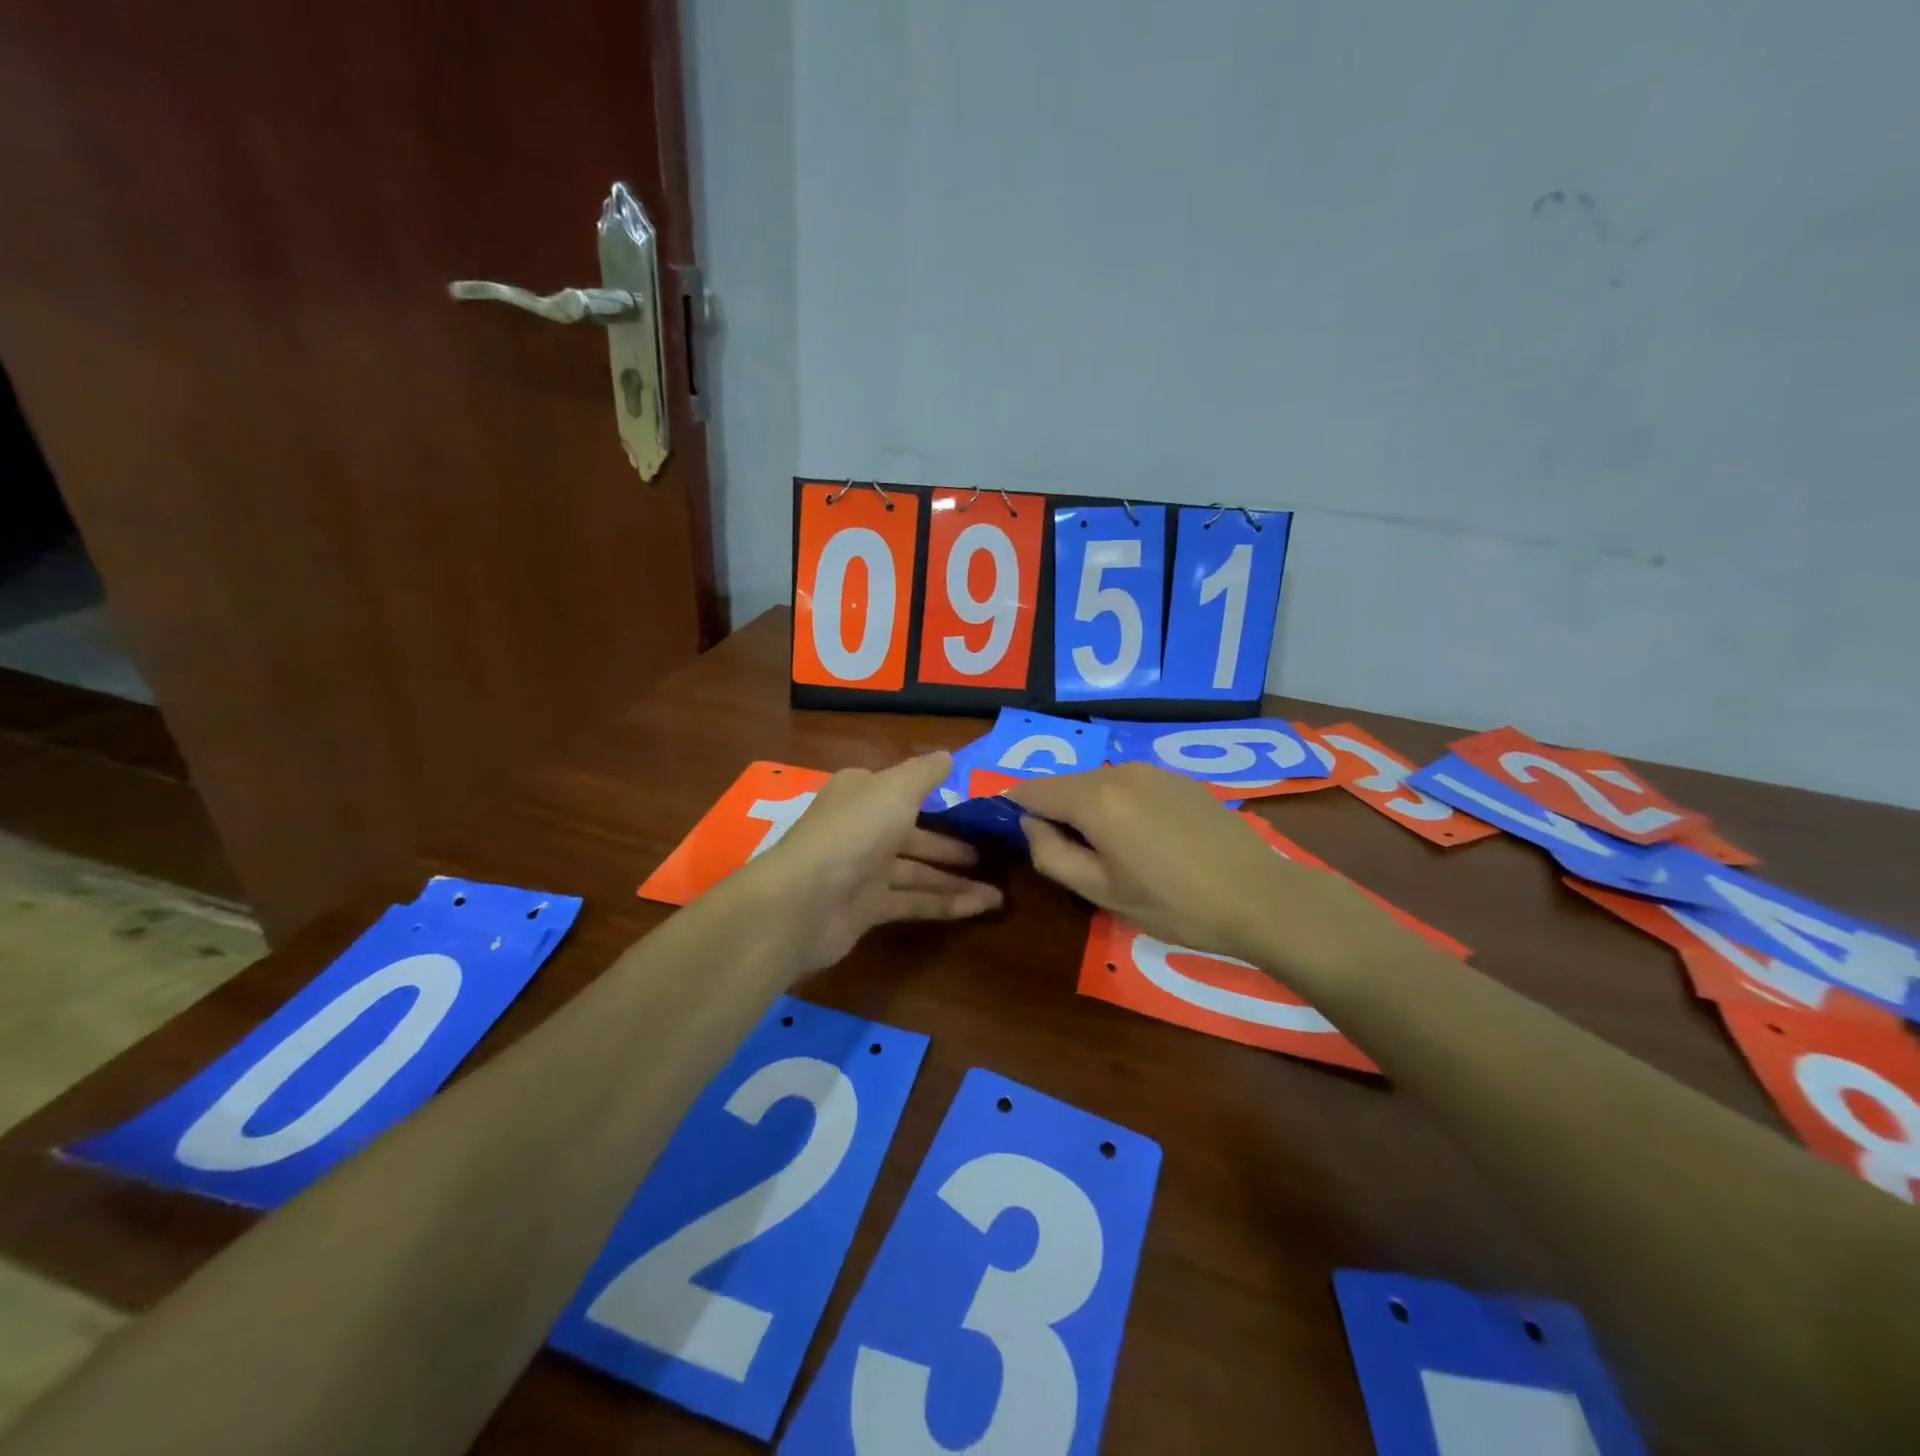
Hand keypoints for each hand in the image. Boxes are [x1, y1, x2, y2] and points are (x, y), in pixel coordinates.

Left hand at [746, 751, 1002, 970]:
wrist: (805, 900)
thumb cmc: (854, 832)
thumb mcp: (896, 789)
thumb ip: (926, 773)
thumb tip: (948, 756)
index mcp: (863, 794)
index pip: (903, 790)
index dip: (937, 795)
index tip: (973, 804)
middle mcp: (862, 828)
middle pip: (914, 834)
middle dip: (951, 844)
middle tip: (992, 851)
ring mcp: (863, 871)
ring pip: (917, 872)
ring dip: (956, 880)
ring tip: (999, 891)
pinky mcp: (867, 908)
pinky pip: (914, 902)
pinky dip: (945, 904)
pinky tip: (980, 907)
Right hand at [1009, 763, 1394, 972]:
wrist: (1260, 896)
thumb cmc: (1174, 903)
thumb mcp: (1101, 891)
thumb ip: (1051, 854)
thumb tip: (1030, 825)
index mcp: (1095, 798)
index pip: (1032, 789)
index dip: (1014, 808)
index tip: (1012, 833)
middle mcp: (1119, 771)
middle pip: (1066, 783)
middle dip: (1053, 811)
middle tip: (1064, 854)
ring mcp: (1153, 770)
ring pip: (1098, 783)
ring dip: (1088, 808)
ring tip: (1107, 851)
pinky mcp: (1178, 778)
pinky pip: (1129, 784)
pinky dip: (1118, 804)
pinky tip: (1143, 839)